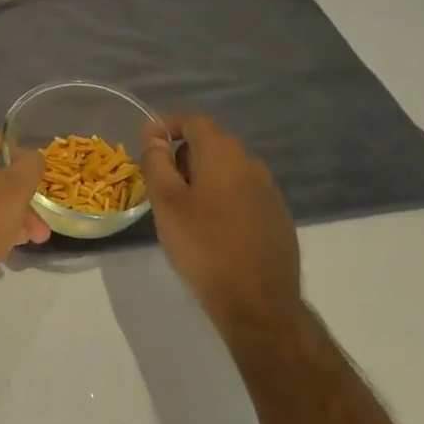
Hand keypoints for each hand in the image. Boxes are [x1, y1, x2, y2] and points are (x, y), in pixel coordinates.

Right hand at [141, 115, 302, 344]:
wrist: (258, 303)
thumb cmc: (204, 247)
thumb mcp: (166, 203)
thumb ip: (157, 164)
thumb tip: (156, 141)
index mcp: (223, 155)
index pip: (193, 120)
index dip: (166, 125)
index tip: (146, 142)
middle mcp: (251, 164)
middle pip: (212, 143)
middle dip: (182, 153)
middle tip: (159, 179)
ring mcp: (269, 191)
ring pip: (228, 168)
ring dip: (202, 175)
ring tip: (182, 205)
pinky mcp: (277, 216)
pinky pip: (242, 191)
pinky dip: (221, 195)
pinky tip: (210, 226)